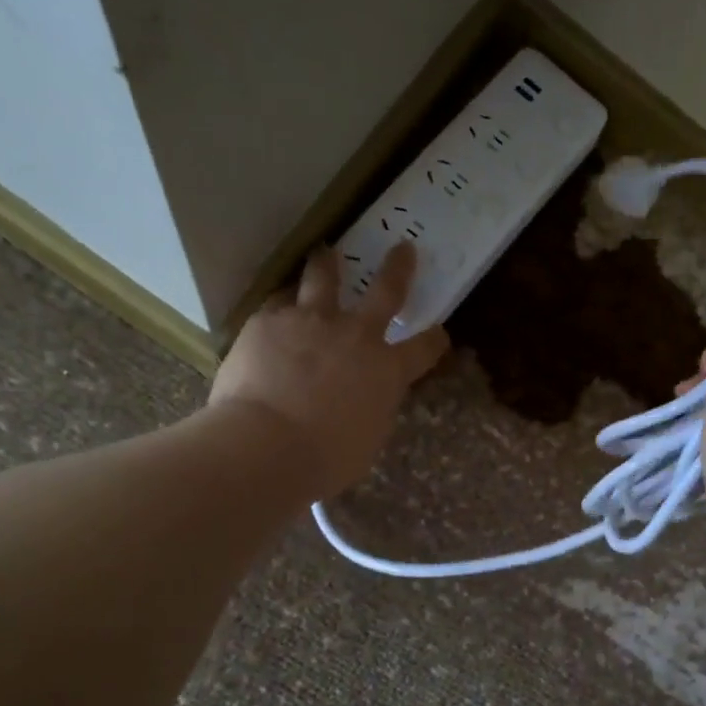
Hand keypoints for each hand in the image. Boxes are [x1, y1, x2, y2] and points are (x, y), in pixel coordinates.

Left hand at [210, 242, 448, 500]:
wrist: (266, 445)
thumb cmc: (326, 457)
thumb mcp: (368, 437)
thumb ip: (372, 407)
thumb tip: (366, 398)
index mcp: (388, 369)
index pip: (425, 348)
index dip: (434, 340)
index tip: (439, 333)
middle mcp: (356, 335)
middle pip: (385, 291)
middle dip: (398, 268)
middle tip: (402, 248)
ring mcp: (310, 322)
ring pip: (322, 279)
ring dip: (328, 264)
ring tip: (325, 253)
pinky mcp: (268, 321)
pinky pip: (277, 304)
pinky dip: (282, 306)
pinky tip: (275, 312)